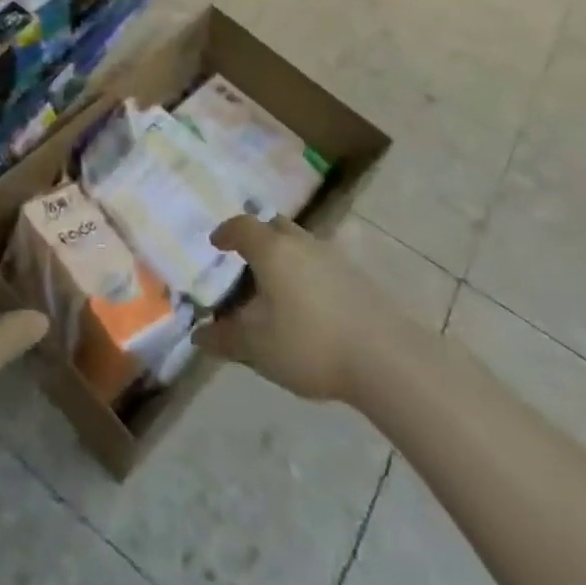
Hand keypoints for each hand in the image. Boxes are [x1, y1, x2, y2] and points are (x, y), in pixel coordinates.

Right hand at [192, 214, 397, 403]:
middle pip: (274, 226)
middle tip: (246, 262)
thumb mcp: (257, 347)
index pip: (242, 226)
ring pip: (300, 243)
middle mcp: (301, 242)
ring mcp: (333, 256)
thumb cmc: (309, 344)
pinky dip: (307, 273)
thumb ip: (225, 338)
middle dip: (257, 238)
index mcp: (272, 250)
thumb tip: (199, 335)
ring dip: (285, 256)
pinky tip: (309, 305)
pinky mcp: (357, 276)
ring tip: (276, 287)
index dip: (226, 232)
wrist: (386, 358)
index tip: (216, 244)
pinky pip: (321, 263)